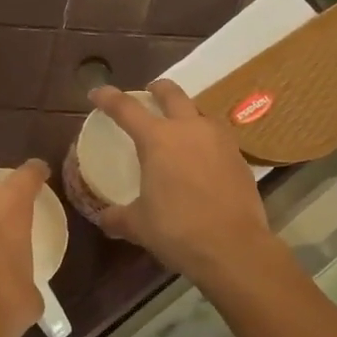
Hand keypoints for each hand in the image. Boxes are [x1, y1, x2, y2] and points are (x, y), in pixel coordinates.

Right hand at [88, 80, 278, 287]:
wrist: (233, 247)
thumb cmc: (177, 230)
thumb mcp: (139, 225)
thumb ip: (119, 217)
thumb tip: (105, 218)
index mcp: (158, 139)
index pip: (126, 108)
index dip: (108, 98)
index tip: (96, 93)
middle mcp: (190, 129)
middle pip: (172, 94)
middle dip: (157, 89)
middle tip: (149, 93)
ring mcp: (219, 140)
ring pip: (200, 113)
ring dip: (186, 114)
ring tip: (179, 130)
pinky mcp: (239, 157)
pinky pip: (217, 138)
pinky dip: (205, 141)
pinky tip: (202, 160)